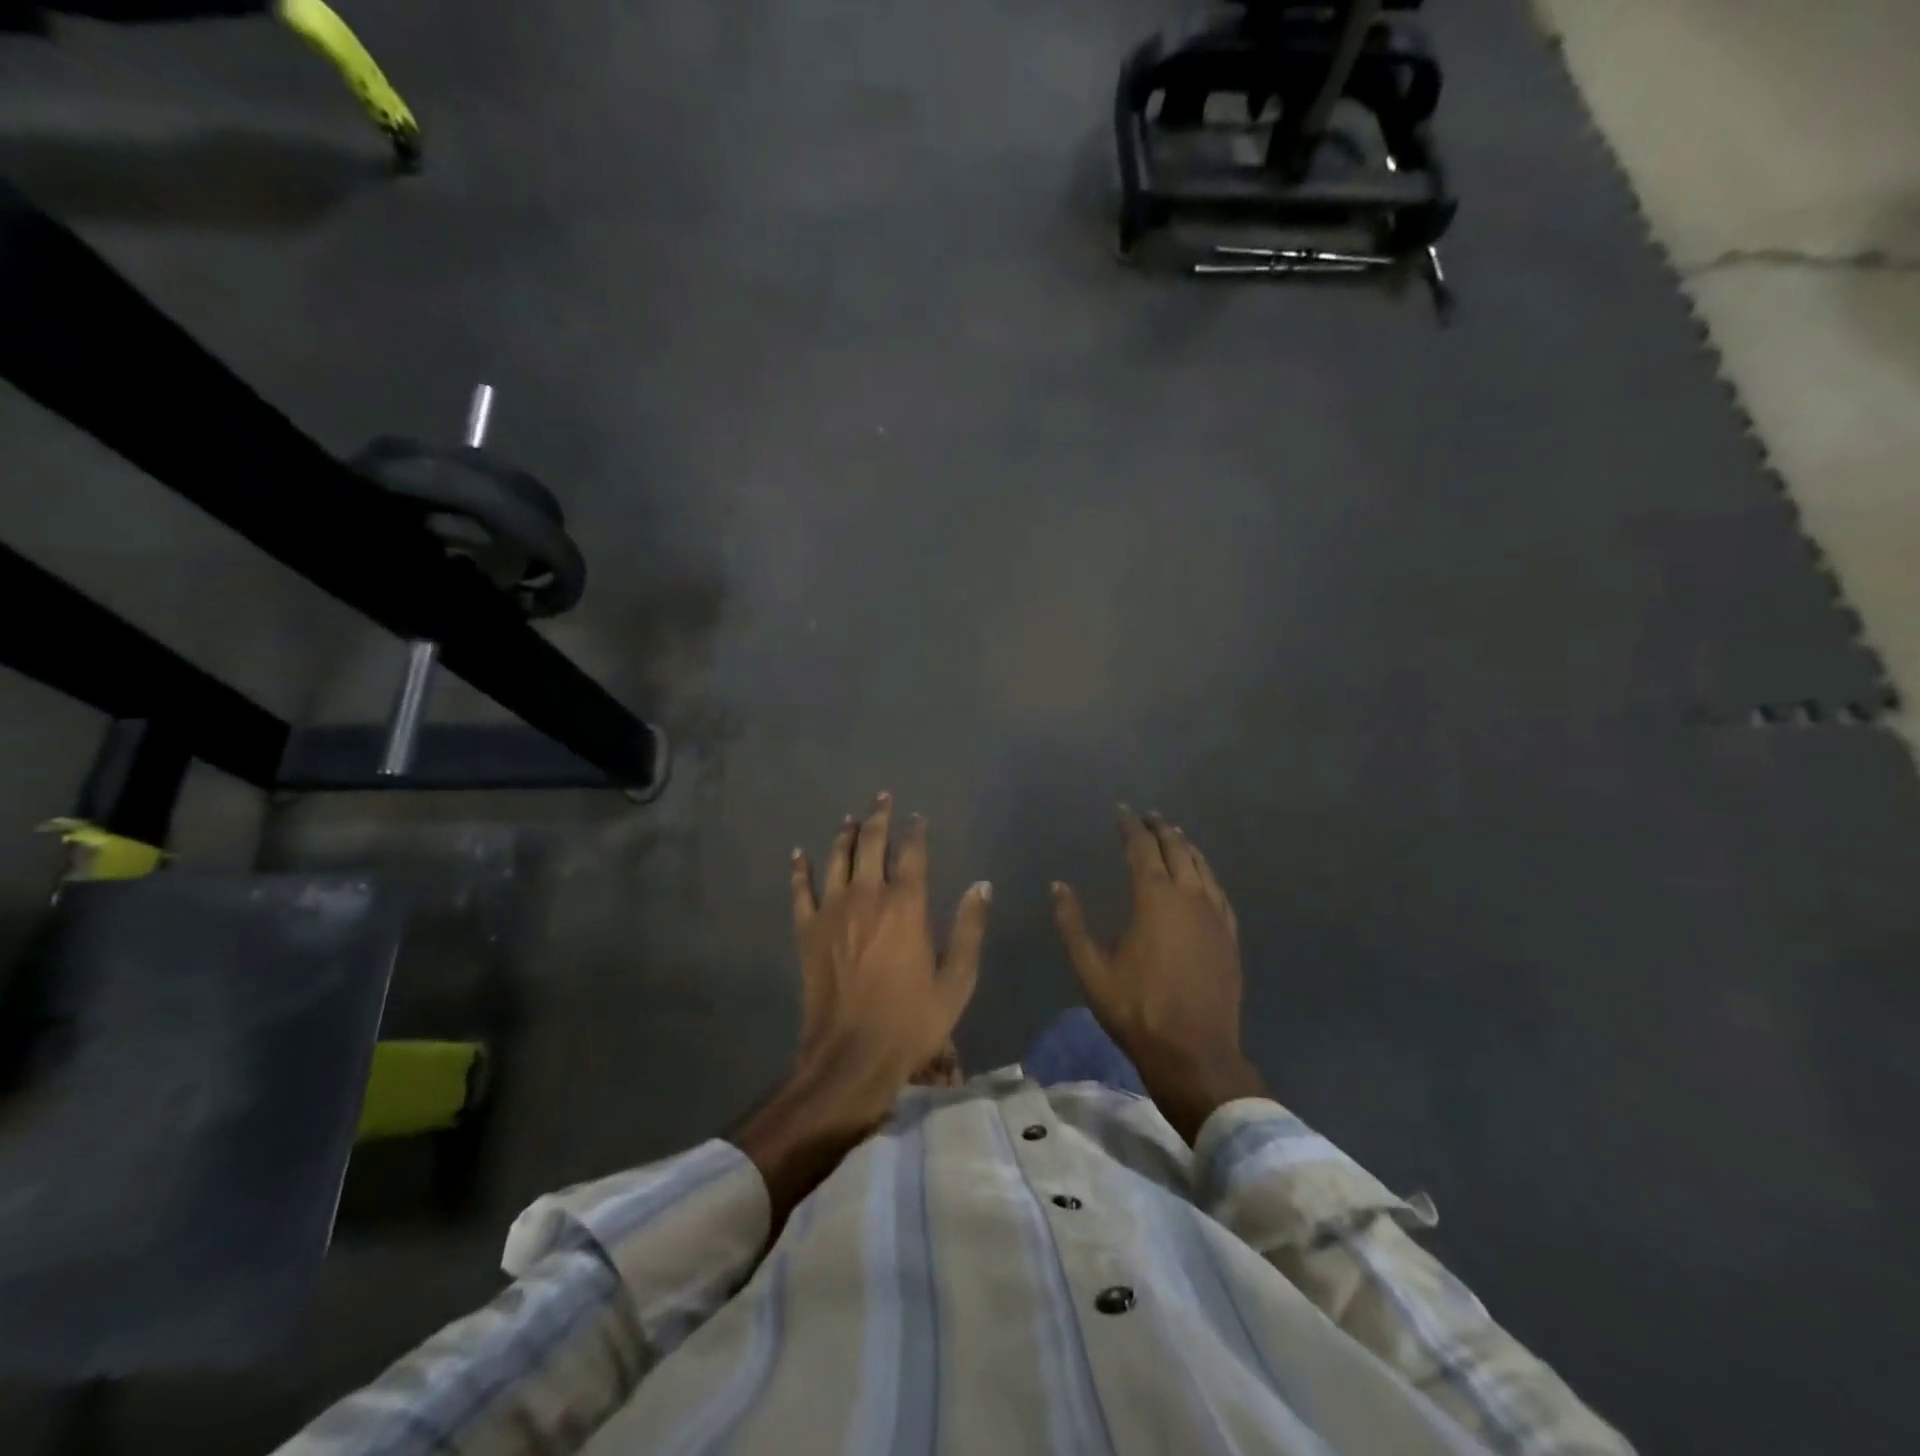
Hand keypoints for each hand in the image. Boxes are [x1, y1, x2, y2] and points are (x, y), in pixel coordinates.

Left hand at [737, 794, 990, 1226]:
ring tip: (850, 817)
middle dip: (879, 817)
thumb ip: (970, 929)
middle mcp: (867, 897)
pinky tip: (798, 853)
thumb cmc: (912, 1021)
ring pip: (837, 859)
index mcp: (906, 906)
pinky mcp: (807, 932)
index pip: (912, 854)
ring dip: (845, 834)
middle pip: (871, 844)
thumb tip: (982, 885)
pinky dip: (799, 870)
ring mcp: (833, 912)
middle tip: (883, 798)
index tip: (918, 817)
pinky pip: (800, 891)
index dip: (916, 832)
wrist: (851, 1056)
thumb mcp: (957, 981)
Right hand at [1052, 809, 1264, 1142]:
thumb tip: (1059, 886)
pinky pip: (1219, 892)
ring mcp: (1214, 916)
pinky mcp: (1229, 936)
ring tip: (1174, 836)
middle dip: (1161, 830)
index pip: (1142, 849)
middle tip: (1148, 817)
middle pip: (1177, 850)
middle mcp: (1188, 897)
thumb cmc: (1136, 1009)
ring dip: (1186, 847)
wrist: (1194, 1051)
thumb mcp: (1091, 969)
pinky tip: (1202, 877)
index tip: (1122, 811)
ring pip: (1202, 867)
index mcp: (1154, 899)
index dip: (1131, 827)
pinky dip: (1207, 874)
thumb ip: (1072, 924)